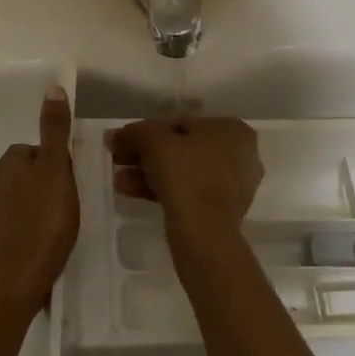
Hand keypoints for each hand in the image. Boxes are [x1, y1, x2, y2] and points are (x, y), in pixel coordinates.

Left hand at [0, 85, 78, 314]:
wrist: (14, 284)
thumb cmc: (41, 224)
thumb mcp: (56, 171)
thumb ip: (55, 132)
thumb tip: (53, 88)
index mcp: (8, 164)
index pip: (37, 149)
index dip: (59, 163)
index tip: (73, 183)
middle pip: (30, 174)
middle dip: (49, 185)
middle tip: (71, 206)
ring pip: (24, 200)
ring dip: (41, 208)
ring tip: (63, 227)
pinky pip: (19, 226)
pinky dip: (33, 230)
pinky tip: (48, 246)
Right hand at [104, 117, 262, 245]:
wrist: (204, 231)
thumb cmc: (186, 174)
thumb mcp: (154, 142)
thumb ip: (134, 133)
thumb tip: (114, 136)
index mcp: (232, 130)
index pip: (181, 124)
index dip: (146, 132)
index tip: (123, 141)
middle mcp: (240, 155)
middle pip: (182, 149)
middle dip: (145, 155)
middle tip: (118, 160)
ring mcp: (233, 185)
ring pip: (183, 172)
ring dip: (148, 173)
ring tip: (119, 181)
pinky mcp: (222, 212)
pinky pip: (188, 192)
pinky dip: (162, 190)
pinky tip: (131, 192)